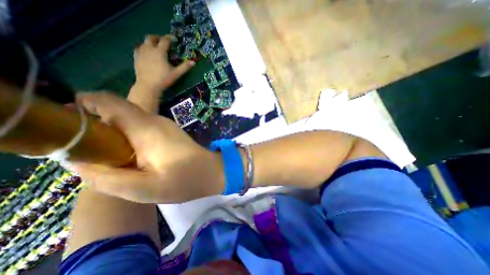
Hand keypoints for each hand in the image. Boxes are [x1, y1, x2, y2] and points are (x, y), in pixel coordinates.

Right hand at [67, 94, 222, 202]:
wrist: (211, 172)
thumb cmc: (183, 180)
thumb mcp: (142, 188)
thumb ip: (105, 177)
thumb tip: (77, 161)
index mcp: (145, 127)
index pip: (107, 101)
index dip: (82, 106)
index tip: (68, 127)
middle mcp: (155, 120)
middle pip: (117, 111)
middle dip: (95, 127)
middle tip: (89, 153)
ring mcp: (165, 125)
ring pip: (130, 121)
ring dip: (113, 135)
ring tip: (111, 159)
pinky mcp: (169, 132)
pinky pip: (142, 129)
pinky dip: (129, 139)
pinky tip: (133, 157)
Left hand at [135, 35, 195, 89]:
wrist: (148, 86)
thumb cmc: (164, 79)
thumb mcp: (176, 73)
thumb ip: (184, 67)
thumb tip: (193, 62)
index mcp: (160, 52)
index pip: (165, 41)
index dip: (169, 38)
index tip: (173, 39)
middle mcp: (149, 48)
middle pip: (151, 38)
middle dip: (158, 37)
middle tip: (163, 41)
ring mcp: (141, 52)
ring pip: (144, 42)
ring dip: (150, 42)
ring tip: (155, 46)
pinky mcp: (136, 57)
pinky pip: (138, 48)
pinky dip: (143, 47)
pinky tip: (146, 52)